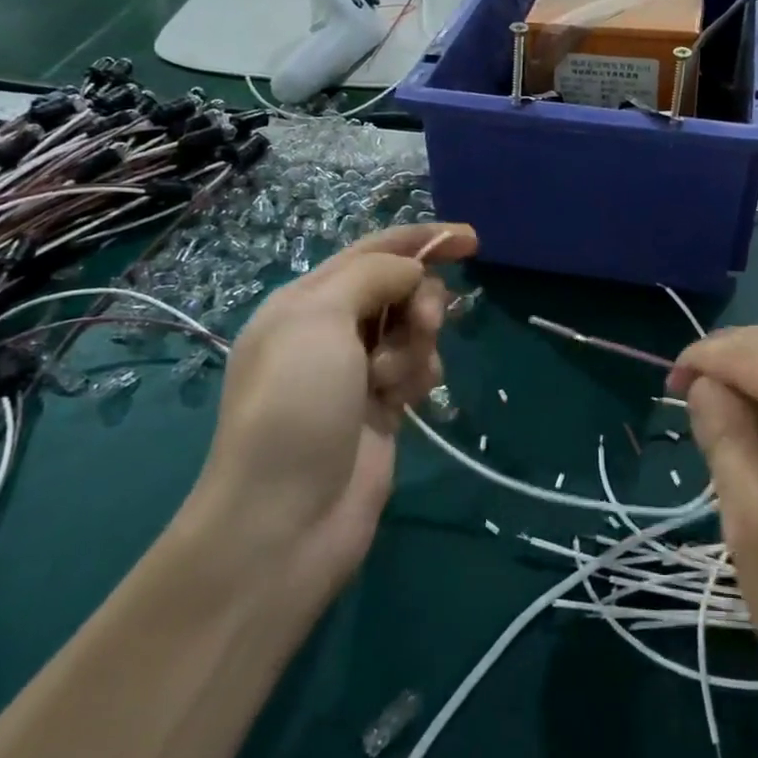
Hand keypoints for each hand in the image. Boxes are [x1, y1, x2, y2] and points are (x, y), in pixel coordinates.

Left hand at [182, 223, 476, 606]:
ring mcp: (357, 371)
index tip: (472, 240)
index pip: (372, 251)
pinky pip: (417, 369)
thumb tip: (411, 270)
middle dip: (421, 299)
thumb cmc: (295, 404)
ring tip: (394, 380)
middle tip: (425, 323)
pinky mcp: (381, 407)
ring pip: (414, 330)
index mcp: (306, 300)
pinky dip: (418, 375)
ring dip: (417, 345)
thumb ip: (372, 275)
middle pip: (399, 288)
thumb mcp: (320, 318)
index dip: (421, 239)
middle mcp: (331, 330)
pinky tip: (406, 401)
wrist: (285, 518)